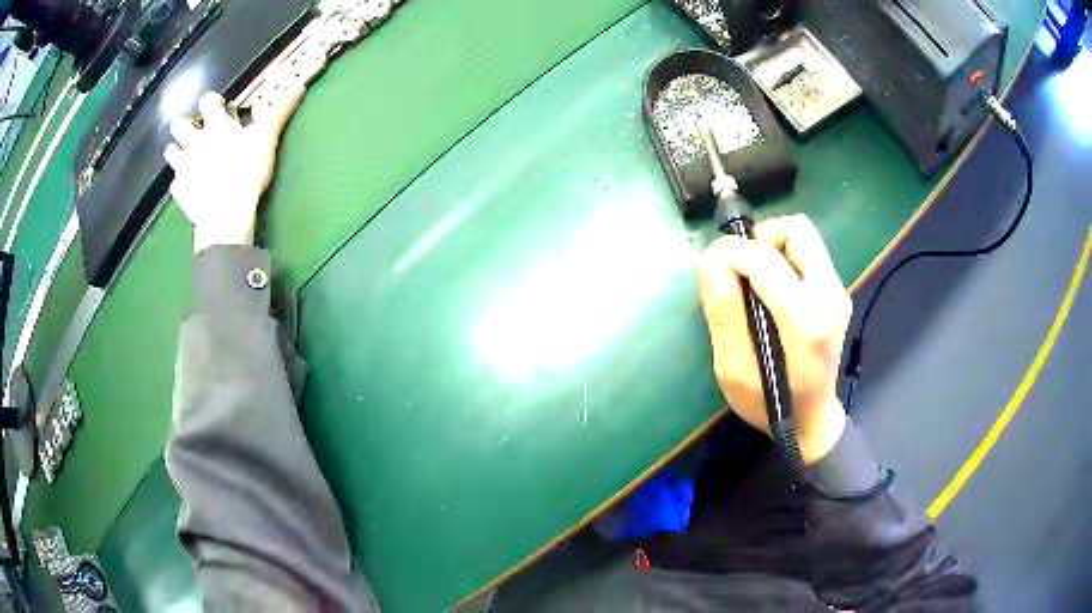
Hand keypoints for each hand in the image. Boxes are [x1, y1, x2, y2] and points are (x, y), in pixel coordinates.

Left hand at [164, 87, 305, 253]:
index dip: (212, 100)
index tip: (219, 106)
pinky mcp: (180, 191)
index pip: (207, 101)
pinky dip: (181, 182)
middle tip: (196, 131)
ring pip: (171, 152)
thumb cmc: (246, 170)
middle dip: (185, 125)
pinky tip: (190, 186)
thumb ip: (280, 111)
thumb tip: (298, 89)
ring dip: (177, 151)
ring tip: (187, 156)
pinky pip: (175, 184)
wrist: (226, 212)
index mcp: (216, 126)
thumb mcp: (267, 137)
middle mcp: (195, 142)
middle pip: (179, 125)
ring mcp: (184, 167)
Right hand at [697, 214, 851, 464]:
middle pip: (795, 229)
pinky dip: (783, 258)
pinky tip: (772, 289)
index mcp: (805, 320)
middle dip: (759, 238)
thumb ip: (724, 312)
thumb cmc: (769, 405)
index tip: (710, 271)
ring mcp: (838, 291)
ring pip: (803, 236)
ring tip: (754, 278)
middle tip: (739, 269)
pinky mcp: (838, 291)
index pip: (762, 257)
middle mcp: (829, 295)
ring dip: (771, 246)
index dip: (728, 253)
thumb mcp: (733, 370)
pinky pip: (808, 253)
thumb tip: (711, 259)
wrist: (813, 421)